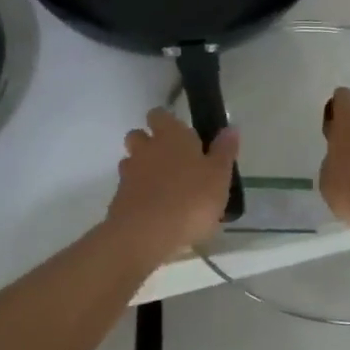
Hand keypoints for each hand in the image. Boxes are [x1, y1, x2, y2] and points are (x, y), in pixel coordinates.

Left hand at [105, 109, 239, 259]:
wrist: (146, 235)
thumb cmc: (191, 200)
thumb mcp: (219, 176)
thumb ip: (224, 151)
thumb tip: (230, 128)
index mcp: (172, 136)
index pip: (160, 115)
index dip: (167, 121)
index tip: (180, 133)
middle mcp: (147, 148)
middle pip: (138, 134)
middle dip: (149, 142)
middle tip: (171, 159)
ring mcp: (129, 173)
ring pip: (131, 161)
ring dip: (142, 168)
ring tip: (162, 186)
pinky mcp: (119, 199)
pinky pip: (128, 188)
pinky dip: (137, 193)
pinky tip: (153, 209)